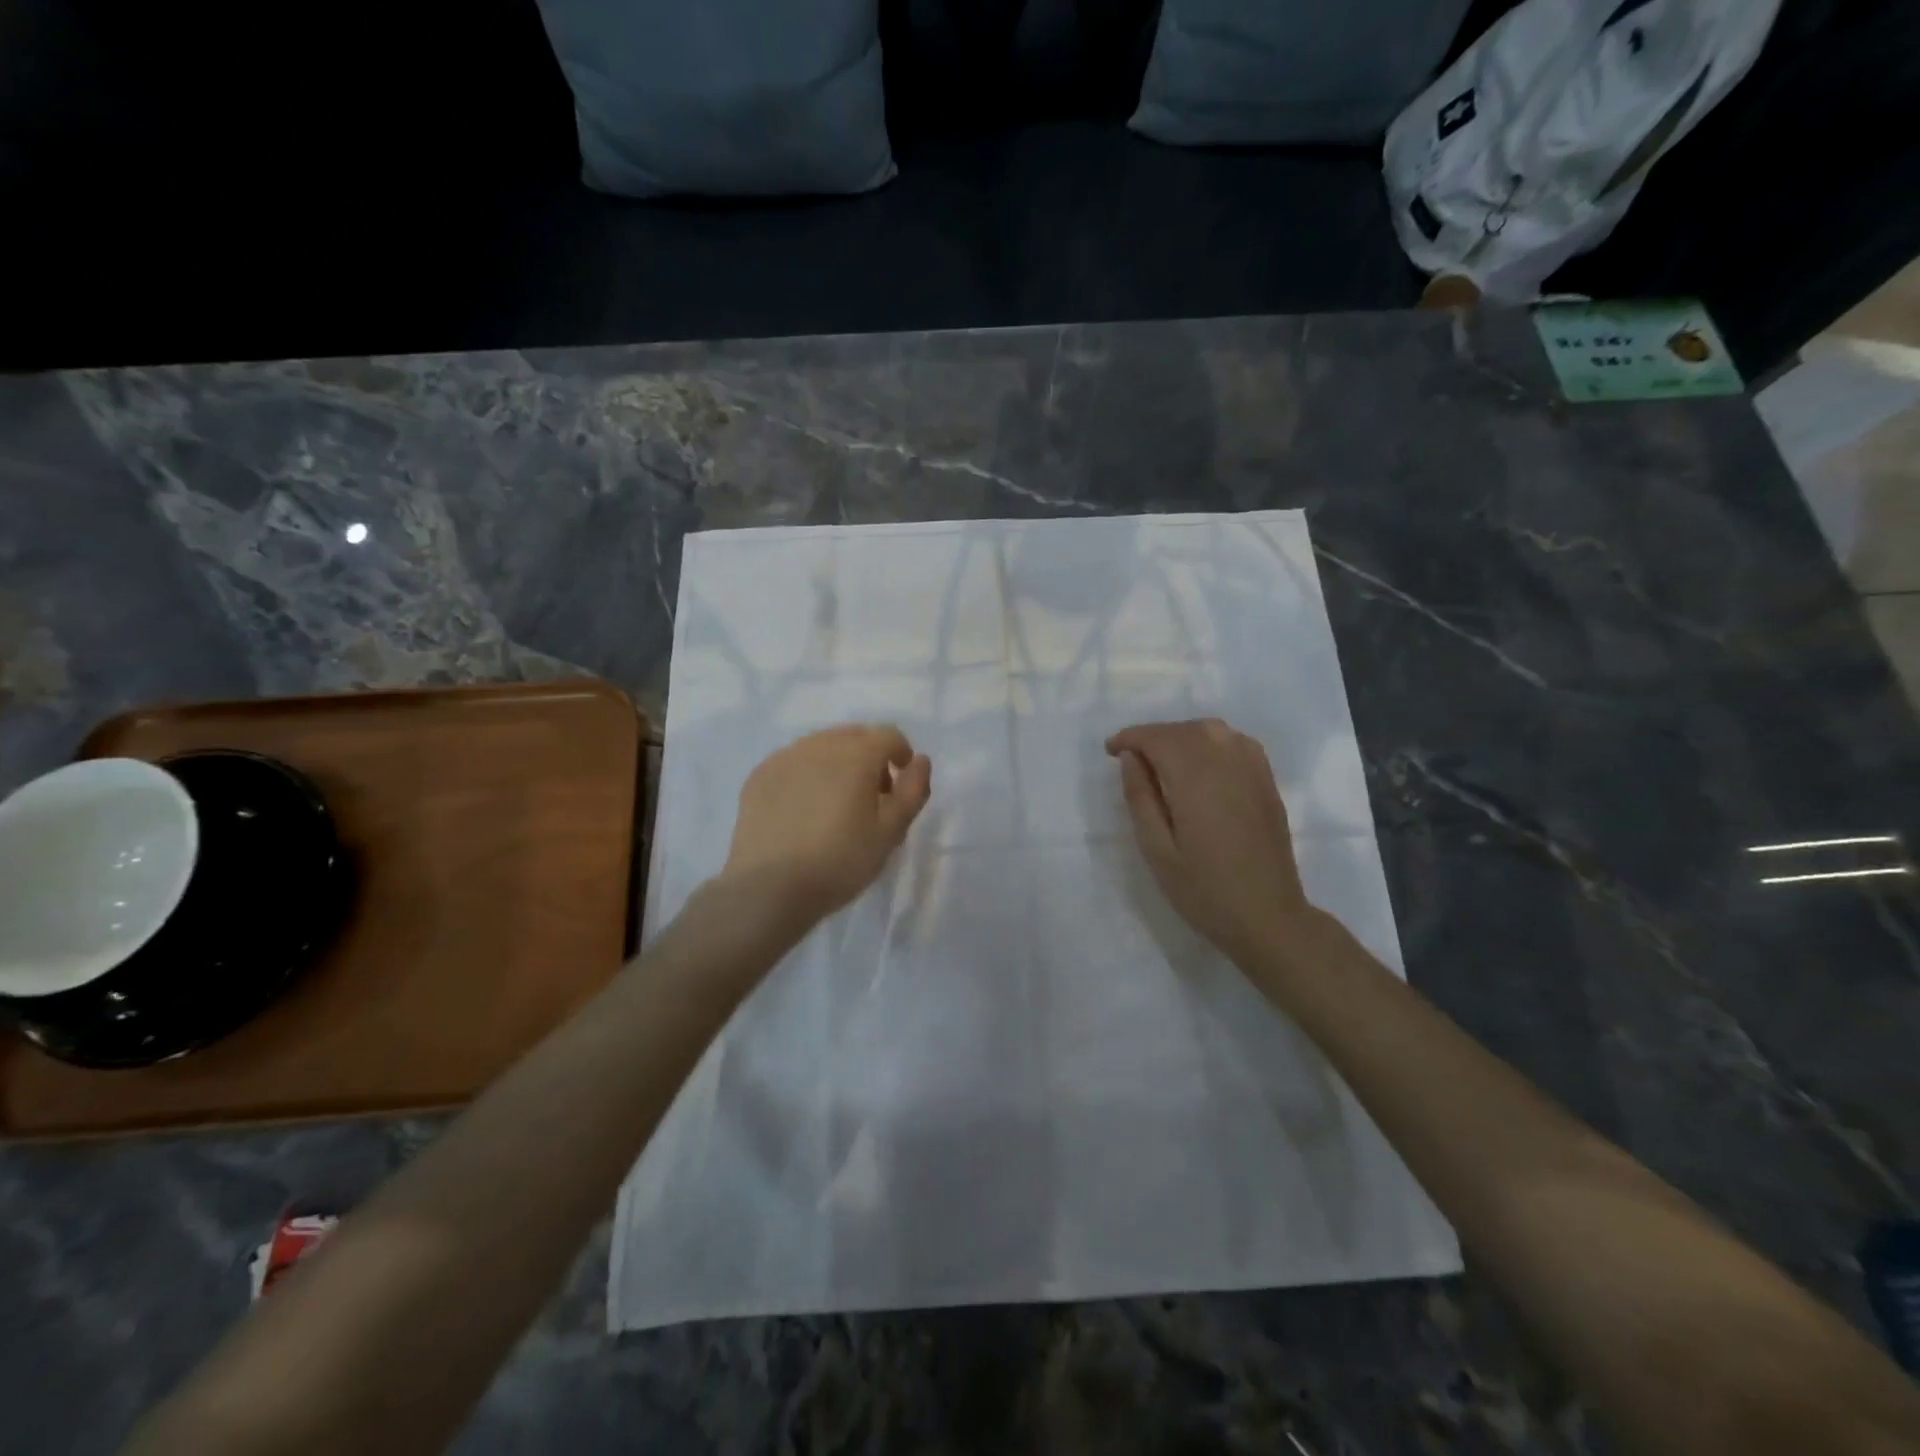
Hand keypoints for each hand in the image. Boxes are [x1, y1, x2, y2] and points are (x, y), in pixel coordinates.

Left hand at [723, 724, 931, 924]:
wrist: (769, 889)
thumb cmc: (839, 862)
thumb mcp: (890, 833)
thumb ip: (912, 791)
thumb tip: (920, 761)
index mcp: (855, 755)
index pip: (888, 736)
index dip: (901, 755)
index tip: (900, 786)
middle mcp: (819, 745)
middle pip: (854, 736)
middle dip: (870, 756)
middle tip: (872, 796)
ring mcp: (784, 758)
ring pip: (821, 746)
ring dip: (837, 763)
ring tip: (836, 803)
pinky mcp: (759, 776)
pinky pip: (793, 762)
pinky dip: (807, 774)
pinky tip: (804, 809)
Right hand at [1105, 718, 1315, 965]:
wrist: (1268, 916)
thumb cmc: (1204, 890)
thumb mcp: (1157, 850)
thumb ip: (1140, 797)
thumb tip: (1131, 757)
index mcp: (1195, 779)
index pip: (1158, 738)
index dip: (1130, 738)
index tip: (1111, 751)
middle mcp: (1226, 763)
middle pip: (1184, 729)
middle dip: (1153, 736)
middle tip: (1130, 759)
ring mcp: (1253, 769)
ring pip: (1211, 731)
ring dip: (1181, 736)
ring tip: (1161, 760)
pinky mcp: (1267, 781)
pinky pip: (1235, 742)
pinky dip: (1211, 742)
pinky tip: (1200, 763)